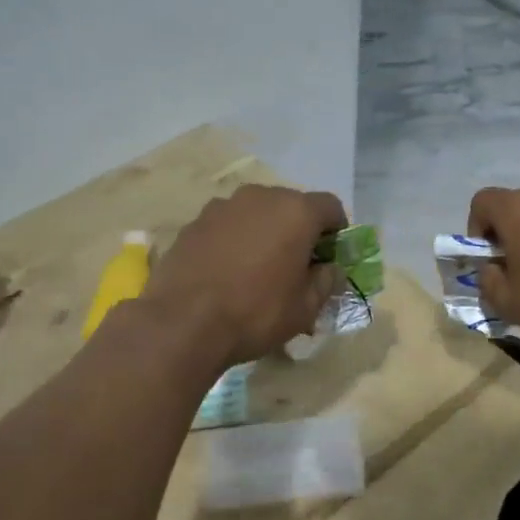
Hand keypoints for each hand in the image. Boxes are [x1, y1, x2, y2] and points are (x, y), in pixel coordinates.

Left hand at [142, 184, 346, 366]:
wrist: (183, 323)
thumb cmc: (256, 313)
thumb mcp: (305, 308)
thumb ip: (326, 282)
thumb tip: (330, 270)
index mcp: (296, 211)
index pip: (331, 207)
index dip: (337, 231)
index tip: (329, 257)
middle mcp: (260, 197)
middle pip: (291, 205)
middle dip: (298, 230)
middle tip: (295, 265)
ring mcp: (222, 206)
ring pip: (256, 213)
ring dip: (264, 232)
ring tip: (257, 269)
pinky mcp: (194, 222)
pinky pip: (227, 225)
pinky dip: (234, 240)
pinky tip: (226, 272)